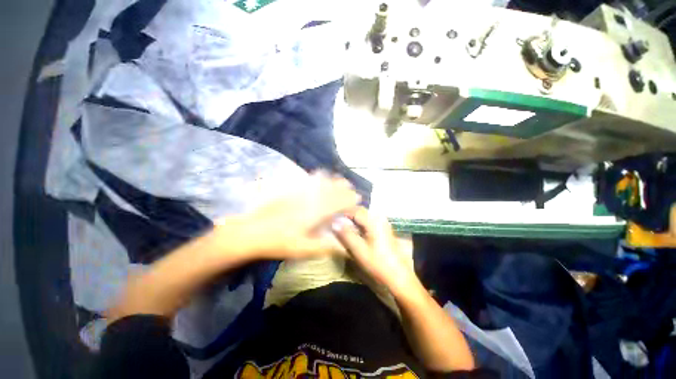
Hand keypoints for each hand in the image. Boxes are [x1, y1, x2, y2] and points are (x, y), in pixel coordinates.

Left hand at [235, 172, 360, 259]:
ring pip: (320, 183)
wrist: (252, 232)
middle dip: (343, 188)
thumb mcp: (303, 250)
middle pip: (330, 190)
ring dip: (332, 181)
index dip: (348, 199)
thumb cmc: (279, 243)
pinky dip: (318, 178)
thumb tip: (342, 247)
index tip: (357, 197)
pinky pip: (308, 181)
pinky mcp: (290, 192)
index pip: (337, 203)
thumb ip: (325, 247)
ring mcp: (299, 193)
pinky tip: (320, 176)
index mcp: (315, 213)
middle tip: (350, 187)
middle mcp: (310, 199)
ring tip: (340, 180)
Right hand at [333, 207, 418, 297]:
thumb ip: (346, 234)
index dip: (341, 213)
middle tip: (335, 222)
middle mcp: (379, 218)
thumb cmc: (378, 264)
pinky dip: (358, 223)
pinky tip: (353, 231)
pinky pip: (368, 221)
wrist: (398, 277)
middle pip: (359, 211)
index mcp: (374, 221)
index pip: (354, 210)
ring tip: (342, 226)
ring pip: (363, 216)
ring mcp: (383, 223)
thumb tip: (334, 222)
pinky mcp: (383, 230)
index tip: (331, 219)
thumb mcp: (359, 250)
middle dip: (346, 214)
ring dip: (352, 219)